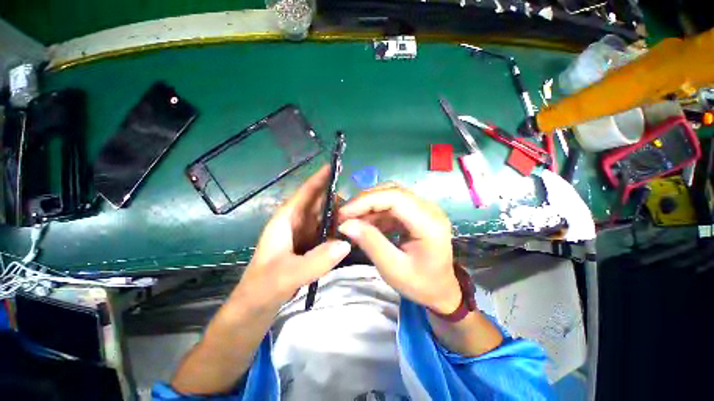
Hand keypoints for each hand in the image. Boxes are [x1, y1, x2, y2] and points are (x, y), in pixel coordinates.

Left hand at [238, 165, 351, 305]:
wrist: (254, 309)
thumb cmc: (262, 288)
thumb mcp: (286, 275)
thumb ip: (315, 261)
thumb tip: (345, 243)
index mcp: (285, 220)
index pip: (305, 193)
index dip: (319, 179)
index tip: (335, 166)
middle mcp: (296, 223)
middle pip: (319, 203)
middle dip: (337, 200)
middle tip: (360, 204)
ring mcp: (304, 235)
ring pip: (325, 217)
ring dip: (340, 216)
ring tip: (360, 217)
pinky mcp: (309, 246)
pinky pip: (327, 232)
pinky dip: (338, 231)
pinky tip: (351, 233)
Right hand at [337, 184, 460, 313]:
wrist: (441, 290)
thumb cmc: (420, 284)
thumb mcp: (392, 269)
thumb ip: (370, 243)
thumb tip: (346, 224)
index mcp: (429, 223)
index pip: (395, 197)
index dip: (366, 201)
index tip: (344, 213)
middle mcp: (429, 209)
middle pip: (392, 191)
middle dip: (365, 201)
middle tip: (344, 215)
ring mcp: (424, 208)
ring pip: (391, 194)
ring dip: (369, 205)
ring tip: (352, 220)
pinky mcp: (417, 212)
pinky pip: (393, 204)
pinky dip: (376, 211)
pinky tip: (365, 223)